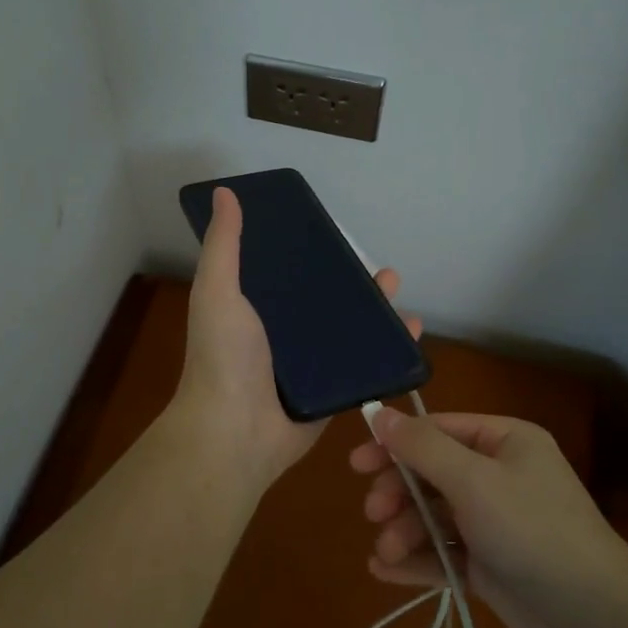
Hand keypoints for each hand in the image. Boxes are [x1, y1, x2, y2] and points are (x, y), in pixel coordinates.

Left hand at [170, 186, 418, 494]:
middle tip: (382, 272)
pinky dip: (387, 350)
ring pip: (349, 331)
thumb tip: (225, 193)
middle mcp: (282, 333)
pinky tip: (411, 333)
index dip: (309, 253)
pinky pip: (363, 365)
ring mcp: (309, 364)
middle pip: (325, 301)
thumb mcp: (217, 290)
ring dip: (376, 313)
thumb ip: (223, 244)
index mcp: (254, 307)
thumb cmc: (224, 357)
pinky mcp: (332, 391)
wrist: (235, 434)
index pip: (287, 273)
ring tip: (399, 296)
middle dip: (353, 284)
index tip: (333, 235)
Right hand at [349, 408, 627, 627]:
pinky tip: (385, 570)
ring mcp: (494, 522)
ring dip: (404, 530)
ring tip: (387, 550)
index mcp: (503, 442)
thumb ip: (422, 447)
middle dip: (398, 492)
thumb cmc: (532, 530)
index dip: (394, 443)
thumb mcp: (473, 480)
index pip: (437, 430)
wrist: (595, 618)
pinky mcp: (490, 565)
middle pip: (431, 473)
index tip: (357, 463)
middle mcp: (498, 476)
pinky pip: (443, 553)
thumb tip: (379, 413)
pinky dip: (416, 559)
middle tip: (373, 512)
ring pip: (433, 516)